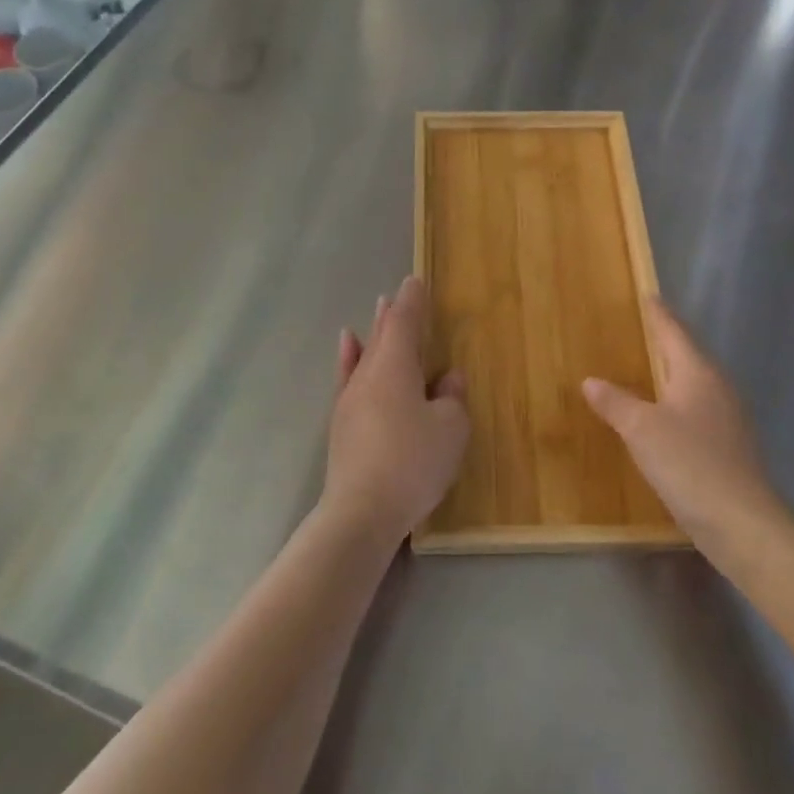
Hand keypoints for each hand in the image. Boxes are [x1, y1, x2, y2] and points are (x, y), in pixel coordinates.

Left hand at [324, 276, 469, 550]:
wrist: (362, 511)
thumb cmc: (413, 462)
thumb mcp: (450, 429)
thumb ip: (451, 398)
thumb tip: (446, 379)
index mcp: (395, 367)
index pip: (404, 323)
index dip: (413, 301)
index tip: (416, 281)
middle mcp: (368, 375)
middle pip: (382, 335)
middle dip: (393, 314)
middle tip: (398, 293)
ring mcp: (350, 400)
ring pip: (365, 355)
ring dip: (374, 333)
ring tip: (378, 311)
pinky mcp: (342, 425)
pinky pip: (348, 378)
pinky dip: (349, 358)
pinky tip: (348, 347)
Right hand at [582, 297, 787, 558]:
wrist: (742, 522)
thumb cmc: (689, 464)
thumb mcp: (642, 430)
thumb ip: (616, 402)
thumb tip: (591, 381)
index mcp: (698, 373)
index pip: (675, 332)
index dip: (659, 314)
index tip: (648, 296)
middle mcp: (718, 388)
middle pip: (688, 355)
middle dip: (665, 342)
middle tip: (639, 330)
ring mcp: (728, 418)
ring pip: (694, 384)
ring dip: (671, 374)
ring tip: (646, 369)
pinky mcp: (729, 446)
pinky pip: (697, 410)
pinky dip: (677, 403)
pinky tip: (663, 417)